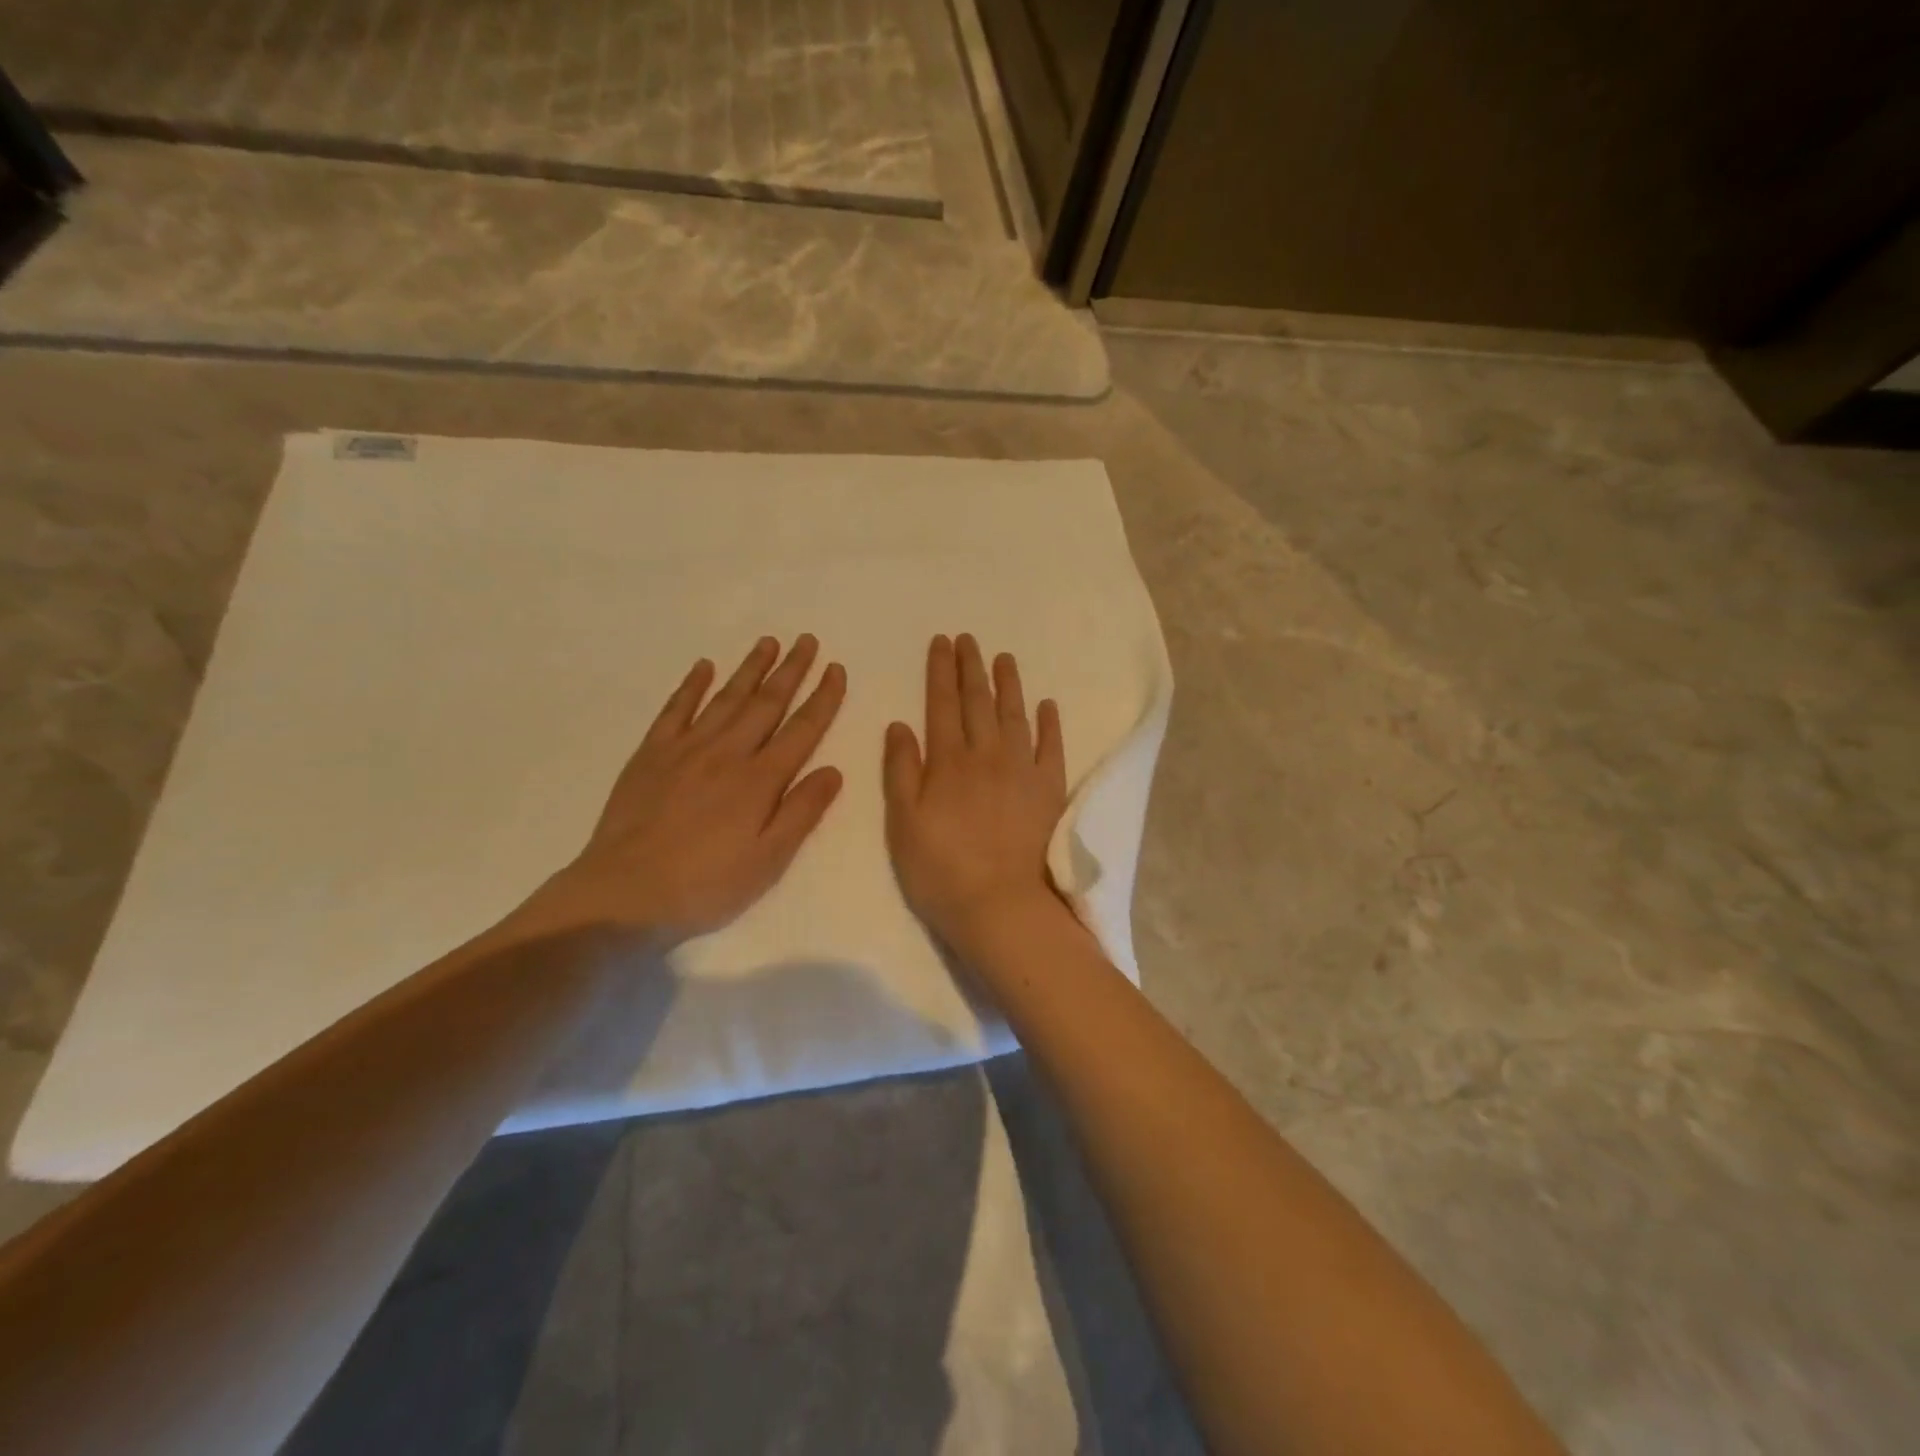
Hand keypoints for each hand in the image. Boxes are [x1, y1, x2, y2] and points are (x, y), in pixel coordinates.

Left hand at [517, 636, 845, 943]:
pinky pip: (676, 709)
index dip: (823, 698)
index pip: (802, 729)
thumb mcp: (768, 860)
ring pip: (726, 698)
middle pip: (766, 703)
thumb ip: (802, 812)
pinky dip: (691, 685)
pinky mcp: (651, 754)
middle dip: (791, 670)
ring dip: (750, 668)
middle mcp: (727, 753)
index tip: (836, 669)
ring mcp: (686, 749)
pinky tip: (704, 667)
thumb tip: (833, 770)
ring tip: (768, 642)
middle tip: (807, 640)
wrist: (624, 894)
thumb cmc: (705, 885)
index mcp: (760, 780)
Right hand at [884, 634, 1067, 949]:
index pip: (941, 705)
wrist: (1002, 905)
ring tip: (1004, 658)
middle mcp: (987, 755)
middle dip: (971, 668)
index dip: (940, 672)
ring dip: (1009, 685)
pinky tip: (1047, 706)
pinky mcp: (1051, 789)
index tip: (942, 643)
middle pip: (978, 702)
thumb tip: (899, 724)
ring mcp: (1023, 770)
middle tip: (969, 639)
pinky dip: (1049, 724)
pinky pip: (1052, 747)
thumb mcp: (903, 824)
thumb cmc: (941, 870)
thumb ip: (901, 771)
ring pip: (1015, 715)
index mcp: (948, 762)